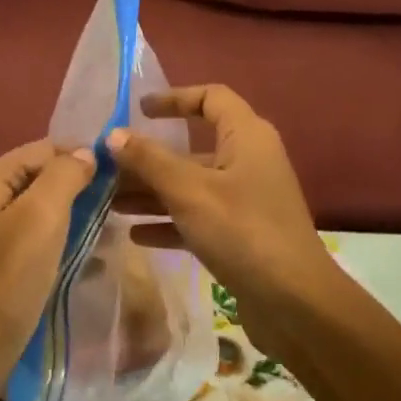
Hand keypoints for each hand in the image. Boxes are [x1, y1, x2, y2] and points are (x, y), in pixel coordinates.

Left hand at [0, 140, 95, 400]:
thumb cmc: (6, 284)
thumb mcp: (42, 219)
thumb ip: (65, 176)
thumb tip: (84, 152)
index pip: (41, 149)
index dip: (80, 157)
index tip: (117, 179)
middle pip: (33, 178)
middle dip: (73, 190)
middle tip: (112, 210)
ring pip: (28, 211)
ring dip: (63, 219)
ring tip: (99, 237)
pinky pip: (19, 240)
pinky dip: (46, 243)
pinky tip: (71, 260)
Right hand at [107, 85, 342, 354]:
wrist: (293, 302)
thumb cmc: (242, 231)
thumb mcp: (189, 191)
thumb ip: (149, 160)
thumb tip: (113, 134)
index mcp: (247, 137)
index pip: (211, 98)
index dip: (175, 98)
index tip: (138, 110)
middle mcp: (248, 161)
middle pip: (193, 148)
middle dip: (149, 158)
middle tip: (107, 167)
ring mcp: (246, 200)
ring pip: (192, 185)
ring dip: (153, 192)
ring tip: (109, 202)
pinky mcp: (241, 235)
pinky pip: (198, 218)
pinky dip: (169, 222)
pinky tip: (135, 234)